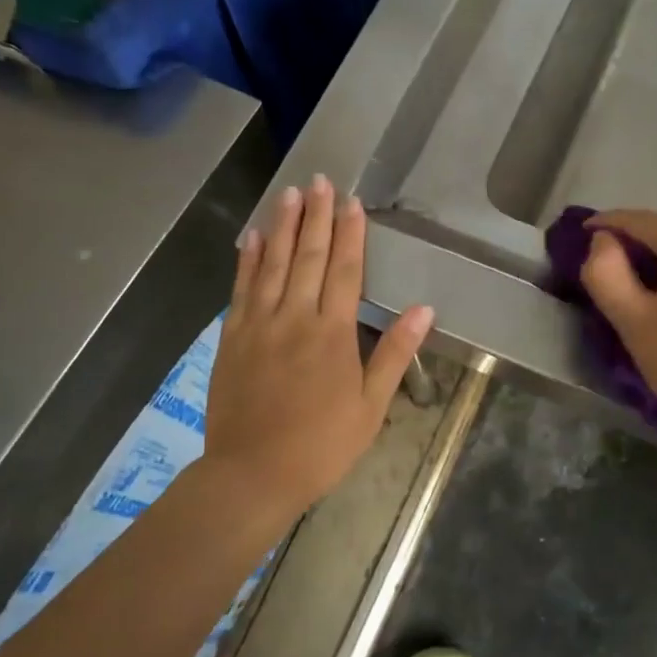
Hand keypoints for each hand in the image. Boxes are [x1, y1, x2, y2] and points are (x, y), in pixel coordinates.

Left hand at [204, 175, 433, 514]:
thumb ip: (394, 354)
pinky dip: (248, 260)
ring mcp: (259, 325)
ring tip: (290, 194)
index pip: (345, 271)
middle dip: (317, 217)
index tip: (352, 202)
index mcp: (333, 334)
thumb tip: (424, 309)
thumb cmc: (321, 446)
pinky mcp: (232, 338)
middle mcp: (295, 318)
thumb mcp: (370, 407)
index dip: (350, 234)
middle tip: (321, 181)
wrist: (252, 475)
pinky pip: (241, 289)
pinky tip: (253, 237)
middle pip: (309, 257)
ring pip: (274, 265)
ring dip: (283, 227)